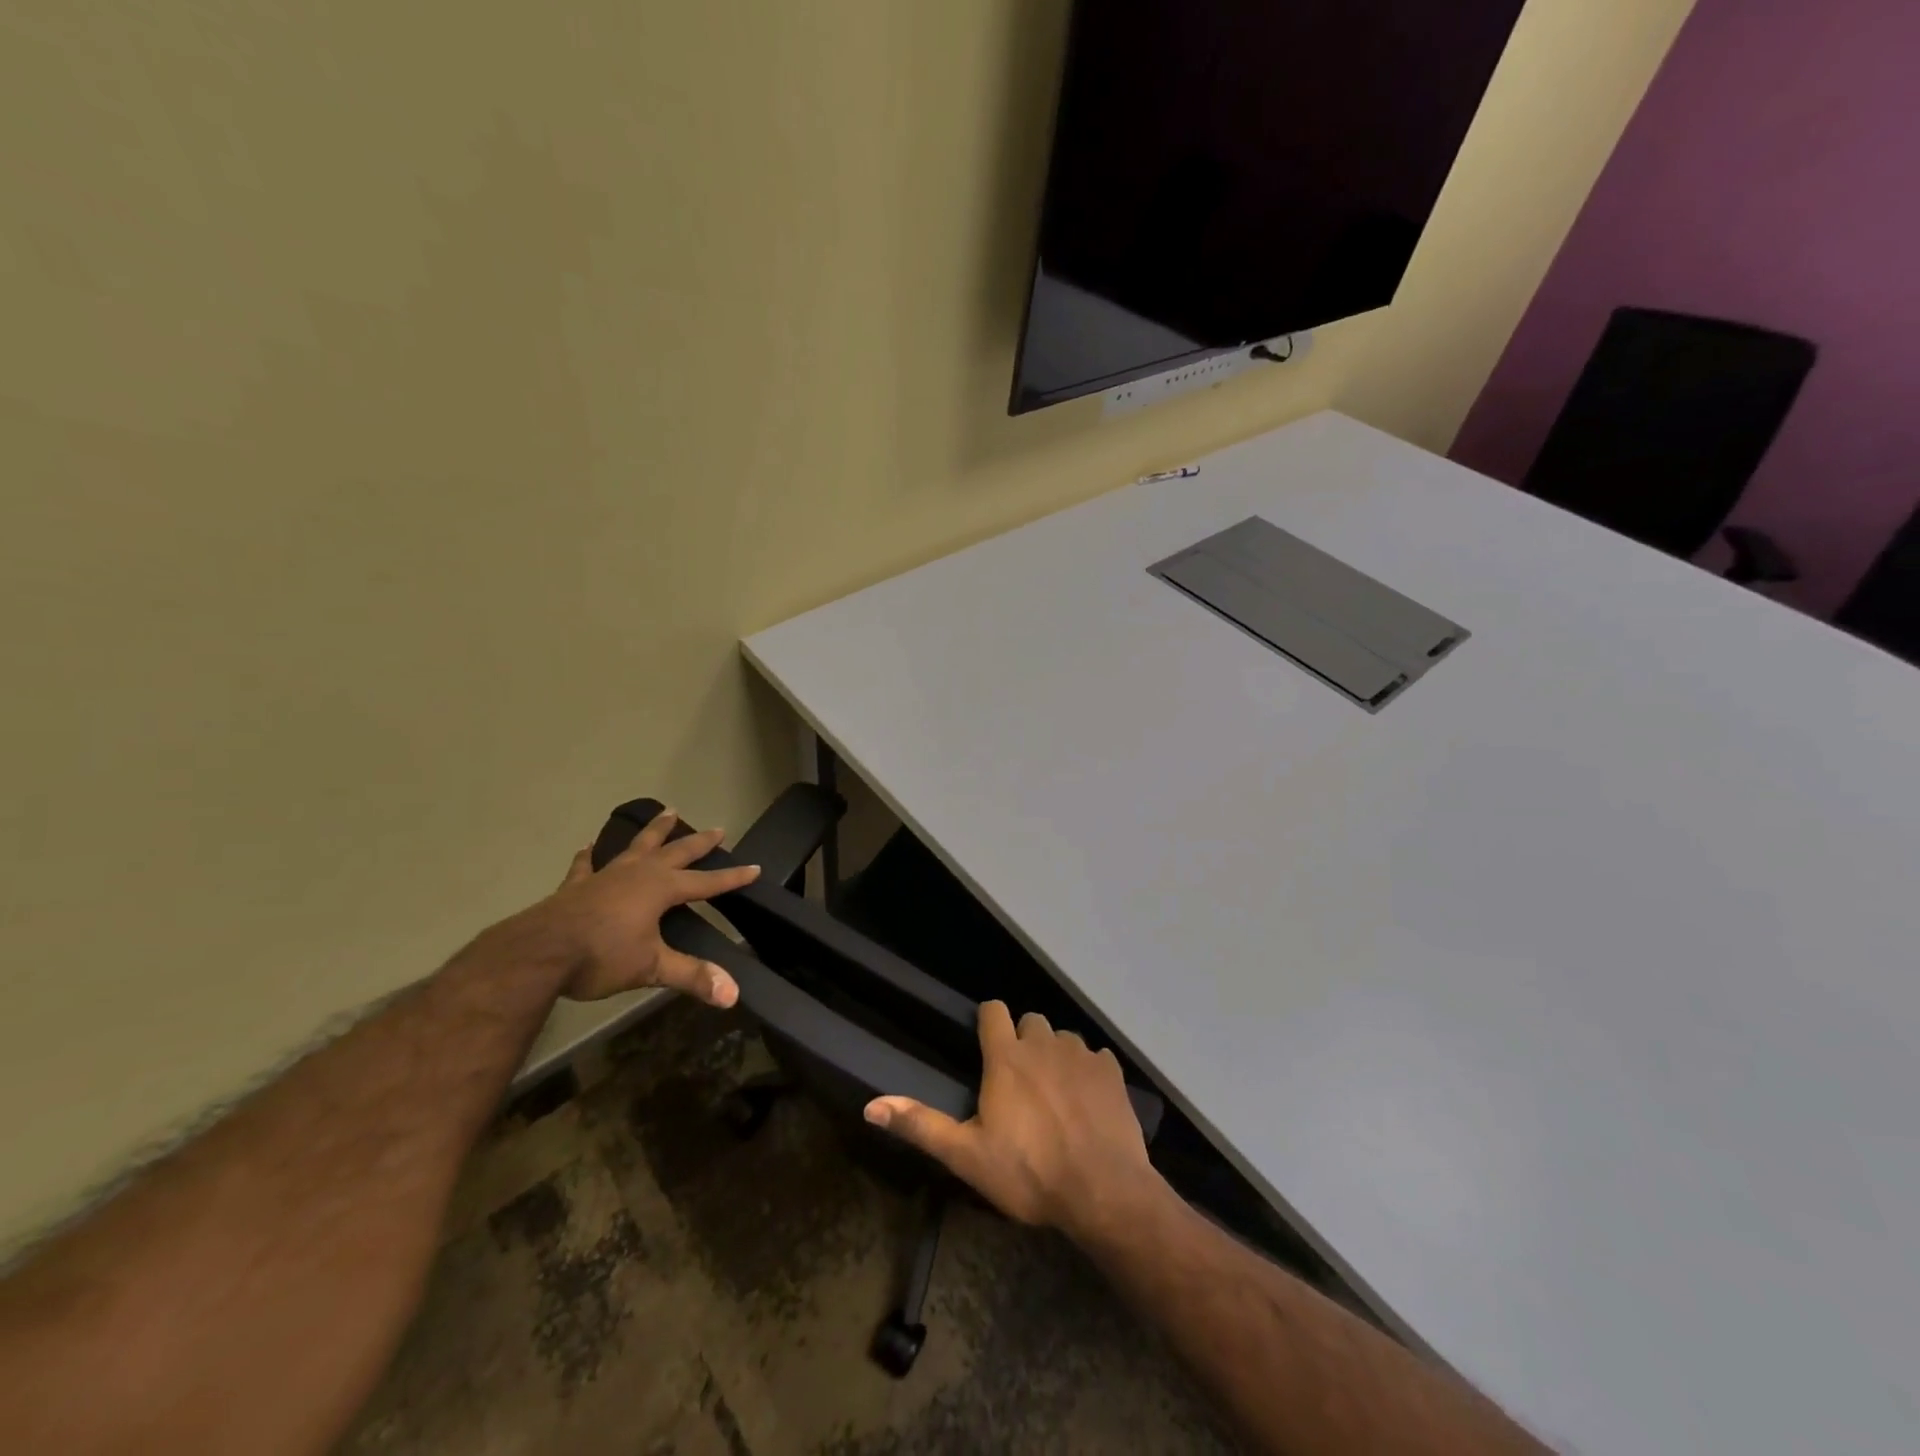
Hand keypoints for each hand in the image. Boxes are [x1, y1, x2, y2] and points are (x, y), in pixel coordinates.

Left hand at [536, 808, 759, 1004]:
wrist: (539, 953)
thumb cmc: (601, 956)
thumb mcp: (652, 968)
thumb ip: (692, 977)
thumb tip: (733, 994)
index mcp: (661, 889)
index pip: (706, 882)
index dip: (731, 877)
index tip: (754, 868)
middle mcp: (638, 874)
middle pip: (676, 852)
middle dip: (699, 842)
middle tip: (718, 829)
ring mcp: (606, 875)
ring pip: (637, 845)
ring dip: (655, 830)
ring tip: (668, 811)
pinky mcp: (578, 886)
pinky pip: (587, 865)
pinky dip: (590, 855)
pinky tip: (588, 846)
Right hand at [864, 1002, 1156, 1241]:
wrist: (1103, 1192)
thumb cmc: (1029, 1173)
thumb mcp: (967, 1156)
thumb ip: (921, 1125)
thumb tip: (870, 1106)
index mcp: (1007, 1057)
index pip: (993, 1010)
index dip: (988, 1021)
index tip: (986, 1043)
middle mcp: (1044, 1043)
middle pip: (1030, 1021)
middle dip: (1023, 1041)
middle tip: (1020, 1081)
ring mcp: (1081, 1054)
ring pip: (1063, 1038)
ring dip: (1055, 1056)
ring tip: (1055, 1094)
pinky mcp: (1111, 1071)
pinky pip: (1095, 1057)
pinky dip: (1088, 1072)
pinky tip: (1088, 1103)